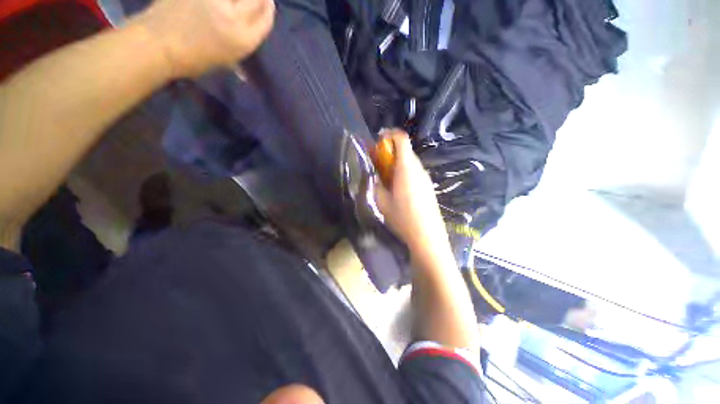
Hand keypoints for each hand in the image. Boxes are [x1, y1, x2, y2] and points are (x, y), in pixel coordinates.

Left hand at [136, 0, 274, 76]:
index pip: (265, 19)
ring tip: (235, 1)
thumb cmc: (194, 59)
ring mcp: (214, 0)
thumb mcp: (226, 61)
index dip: (268, 8)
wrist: (160, 45)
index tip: (268, 2)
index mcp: (243, 40)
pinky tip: (218, 2)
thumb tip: (251, 33)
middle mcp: (233, 18)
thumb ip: (240, 44)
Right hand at [375, 130, 448, 254]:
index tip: (378, 141)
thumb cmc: (402, 217)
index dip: (390, 134)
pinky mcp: (428, 186)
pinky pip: (415, 172)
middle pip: (405, 150)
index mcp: (406, 167)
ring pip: (410, 162)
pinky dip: (404, 172)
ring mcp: (425, 177)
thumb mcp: (382, 201)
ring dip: (397, 163)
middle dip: (390, 152)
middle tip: (378, 164)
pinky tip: (399, 188)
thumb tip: (375, 175)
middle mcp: (418, 168)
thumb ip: (376, 184)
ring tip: (387, 178)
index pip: (401, 139)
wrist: (427, 235)